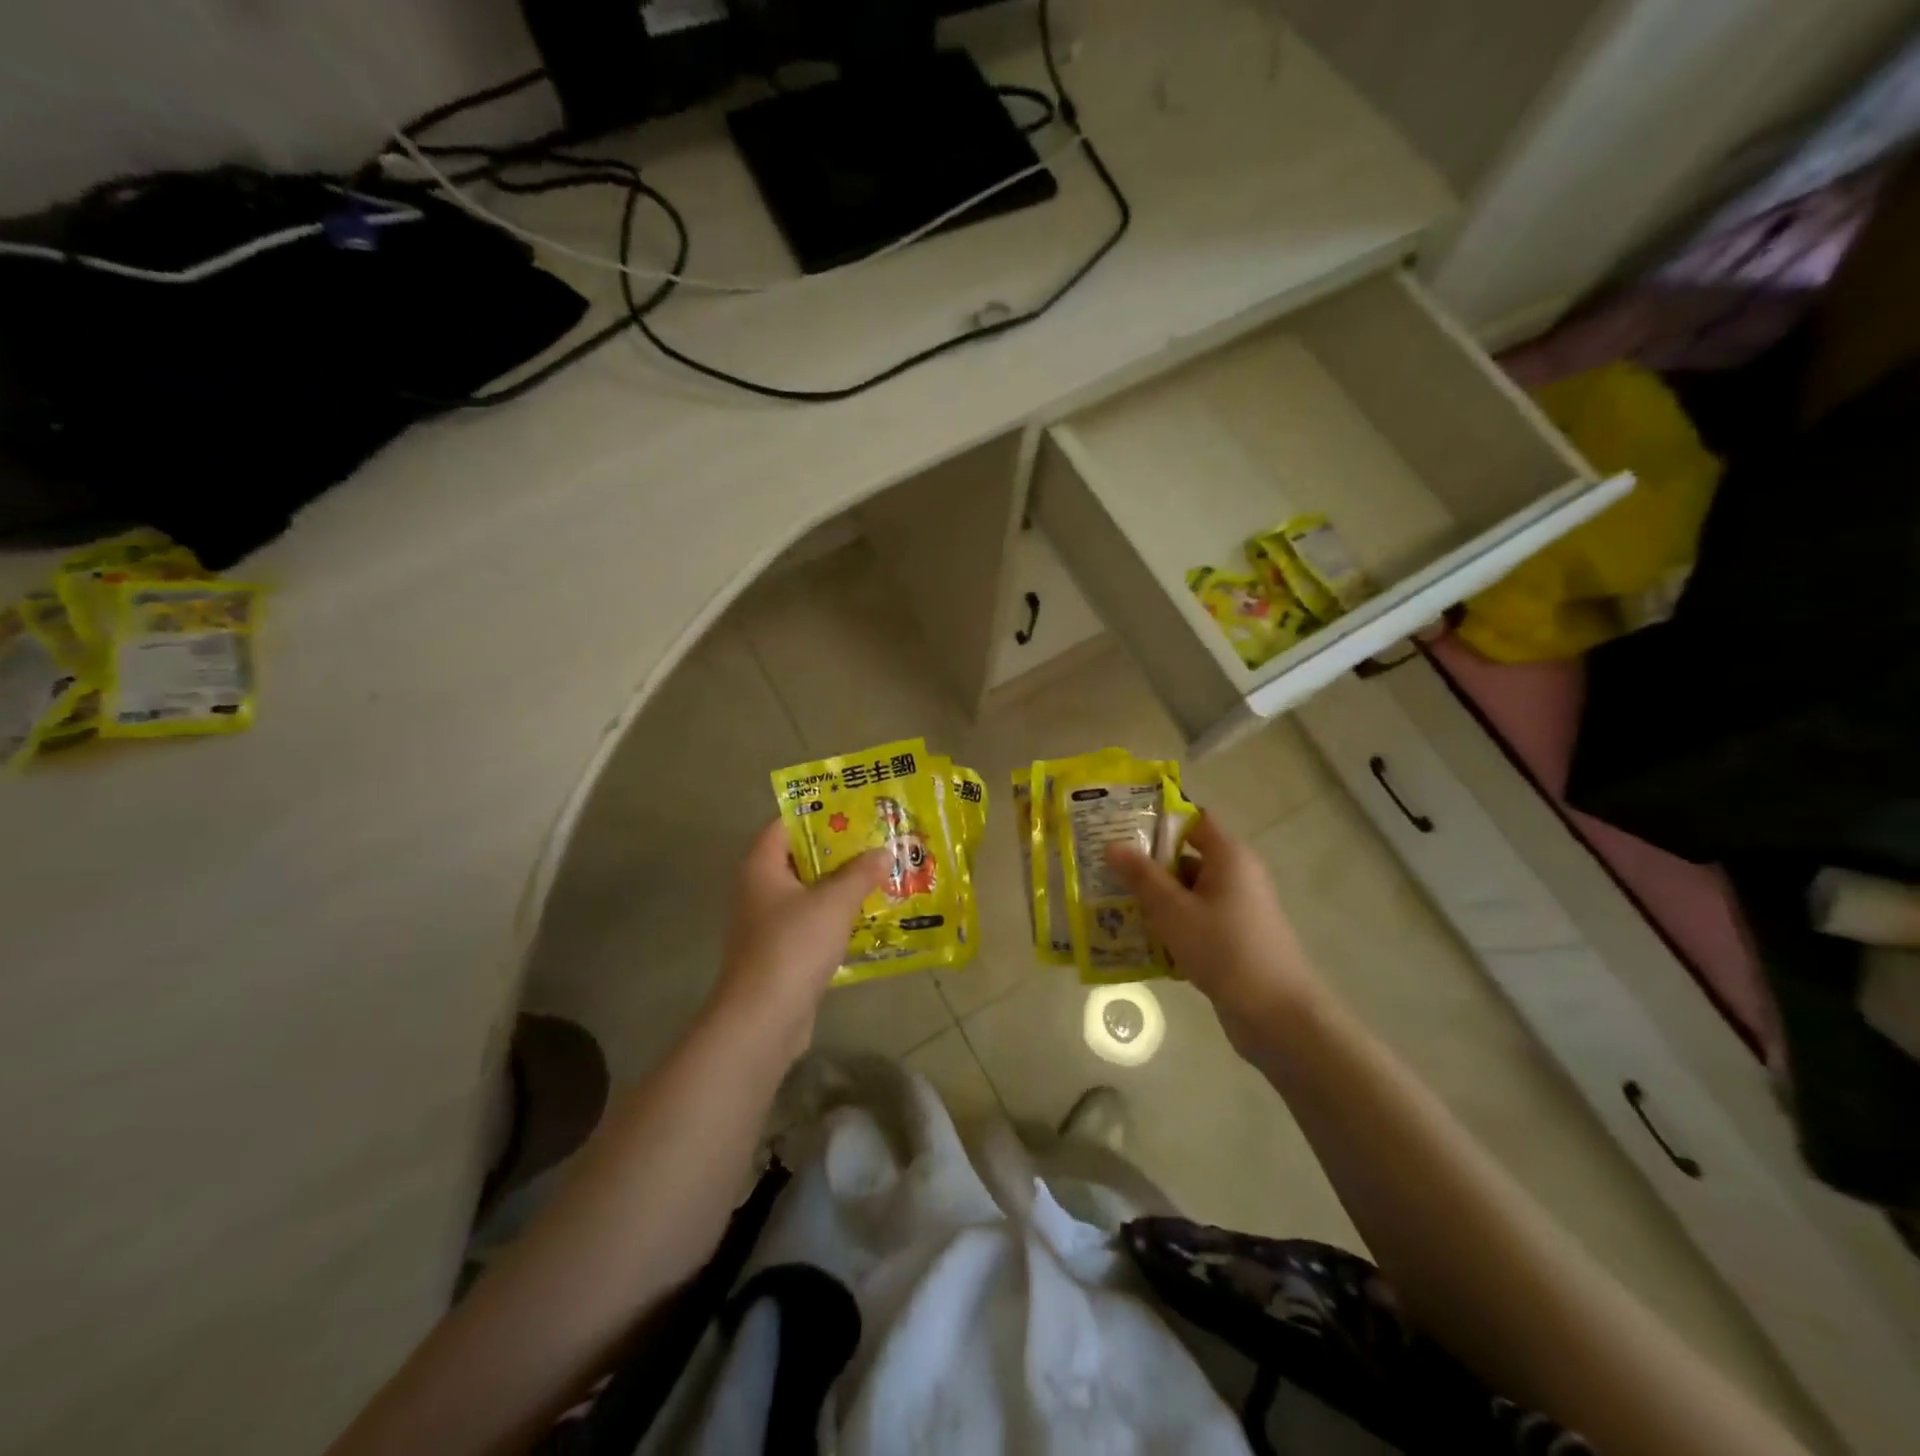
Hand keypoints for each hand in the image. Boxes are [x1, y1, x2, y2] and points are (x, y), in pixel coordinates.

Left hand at [710, 820, 887, 1055]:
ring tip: (878, 875)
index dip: (817, 814)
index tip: (853, 809)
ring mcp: (766, 924)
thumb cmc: (794, 945)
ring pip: (807, 893)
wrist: (763, 1018)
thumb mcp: (834, 902)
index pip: (784, 825)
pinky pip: (810, 923)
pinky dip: (834, 917)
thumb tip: (883, 852)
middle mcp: (758, 890)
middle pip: (798, 858)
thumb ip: (860, 873)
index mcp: (761, 867)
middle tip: (874, 841)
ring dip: (838, 886)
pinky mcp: (779, 954)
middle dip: (836, 850)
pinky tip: (865, 917)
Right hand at [1107, 813, 1322, 1056]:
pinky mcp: (1233, 938)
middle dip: (1146, 864)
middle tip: (1104, 868)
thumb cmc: (1225, 949)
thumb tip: (1112, 844)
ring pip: (1187, 892)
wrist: (1277, 1016)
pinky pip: (1195, 920)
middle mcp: (1236, 875)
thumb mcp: (1174, 910)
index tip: (1119, 827)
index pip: (1192, 820)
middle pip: (1186, 857)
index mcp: (1229, 856)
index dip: (1157, 820)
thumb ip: (1142, 876)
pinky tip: (1138, 939)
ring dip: (1154, 899)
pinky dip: (1170, 925)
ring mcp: (1236, 909)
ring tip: (1111, 904)